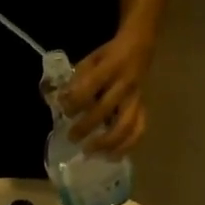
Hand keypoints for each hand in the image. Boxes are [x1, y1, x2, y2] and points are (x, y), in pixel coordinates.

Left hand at [67, 27, 153, 157]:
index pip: (90, 87)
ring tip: (91, 152)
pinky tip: (113, 156)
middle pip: (105, 110)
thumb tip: (61, 101)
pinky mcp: (142, 108)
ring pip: (126, 125)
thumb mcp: (90, 59)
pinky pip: (139, 130)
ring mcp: (136, 99)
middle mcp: (124, 85)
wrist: (139, 48)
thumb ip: (77, 80)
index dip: (75, 101)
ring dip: (108, 142)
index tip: (64, 111)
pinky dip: (127, 146)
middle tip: (72, 138)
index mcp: (110, 68)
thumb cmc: (108, 56)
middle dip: (86, 127)